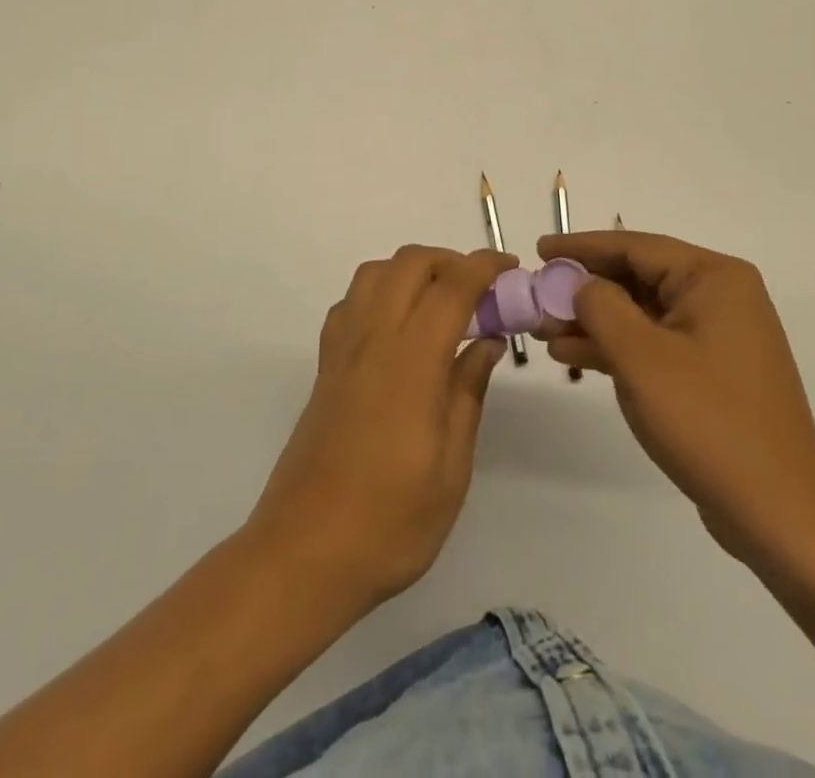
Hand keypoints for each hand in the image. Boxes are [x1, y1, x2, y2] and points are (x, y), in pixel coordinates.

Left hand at [246, 245, 514, 610]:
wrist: (304, 554)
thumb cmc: (390, 522)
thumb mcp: (451, 468)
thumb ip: (468, 393)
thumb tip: (487, 341)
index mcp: (411, 363)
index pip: (451, 287)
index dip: (483, 266)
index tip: (510, 268)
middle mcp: (372, 340)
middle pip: (408, 263)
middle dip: (449, 260)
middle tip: (481, 290)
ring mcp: (342, 350)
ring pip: (374, 273)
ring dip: (412, 270)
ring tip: (442, 303)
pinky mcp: (325, 366)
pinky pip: (351, 302)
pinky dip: (380, 291)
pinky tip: (398, 327)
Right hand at [536, 230, 814, 573]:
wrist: (780, 512)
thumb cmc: (708, 420)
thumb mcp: (641, 356)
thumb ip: (600, 306)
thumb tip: (579, 284)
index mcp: (712, 278)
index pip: (634, 246)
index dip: (581, 247)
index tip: (539, 250)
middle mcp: (720, 296)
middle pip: (637, 277)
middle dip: (584, 288)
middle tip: (537, 296)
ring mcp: (718, 335)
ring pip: (642, 312)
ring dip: (594, 320)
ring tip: (544, 331)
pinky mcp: (711, 371)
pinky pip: (654, 342)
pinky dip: (616, 346)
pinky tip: (574, 356)